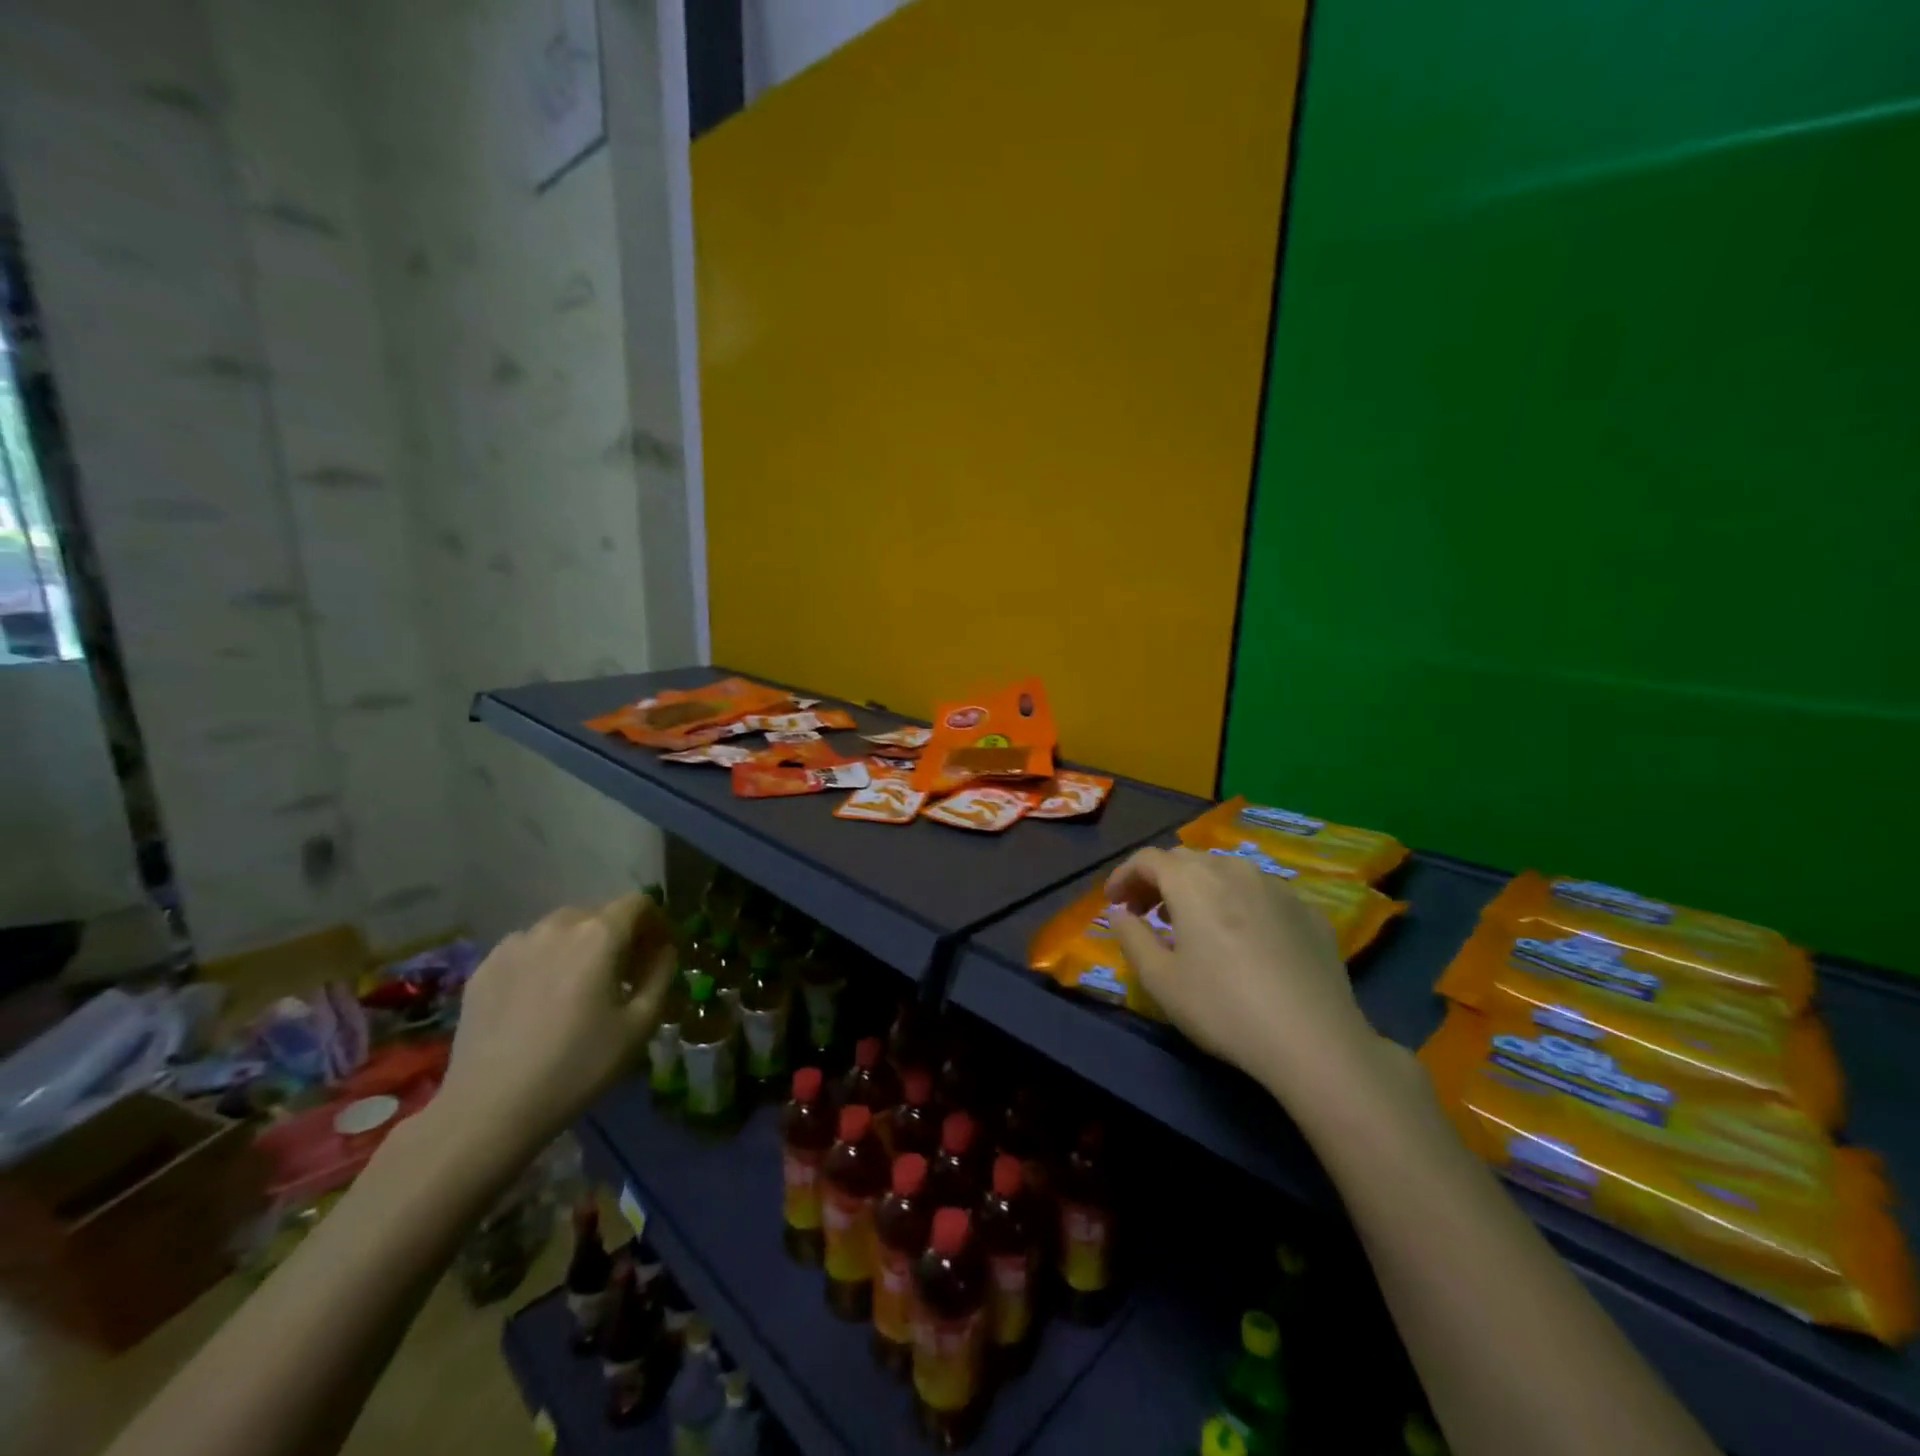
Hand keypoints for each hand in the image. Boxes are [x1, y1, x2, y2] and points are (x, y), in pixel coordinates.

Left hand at [432, 891, 676, 1167]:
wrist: (489, 1109)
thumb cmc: (578, 1066)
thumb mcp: (641, 1025)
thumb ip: (661, 974)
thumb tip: (664, 949)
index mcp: (599, 935)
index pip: (638, 903)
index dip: (656, 922)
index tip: (658, 952)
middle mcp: (556, 926)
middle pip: (599, 914)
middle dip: (618, 935)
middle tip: (623, 974)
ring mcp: (515, 944)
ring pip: (560, 929)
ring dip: (579, 946)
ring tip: (578, 986)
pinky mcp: (484, 967)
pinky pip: (527, 949)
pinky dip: (544, 961)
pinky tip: (540, 1001)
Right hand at [1103, 847, 1378, 1097]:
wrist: (1314, 1041)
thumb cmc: (1223, 1008)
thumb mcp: (1160, 980)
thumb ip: (1132, 938)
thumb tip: (1120, 914)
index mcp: (1192, 881)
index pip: (1147, 859)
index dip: (1124, 877)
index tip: (1114, 904)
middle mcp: (1234, 869)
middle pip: (1186, 860)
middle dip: (1159, 880)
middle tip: (1146, 914)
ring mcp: (1277, 887)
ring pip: (1226, 872)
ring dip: (1199, 889)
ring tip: (1192, 925)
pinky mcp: (1308, 911)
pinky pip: (1261, 894)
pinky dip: (1238, 904)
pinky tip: (1242, 940)